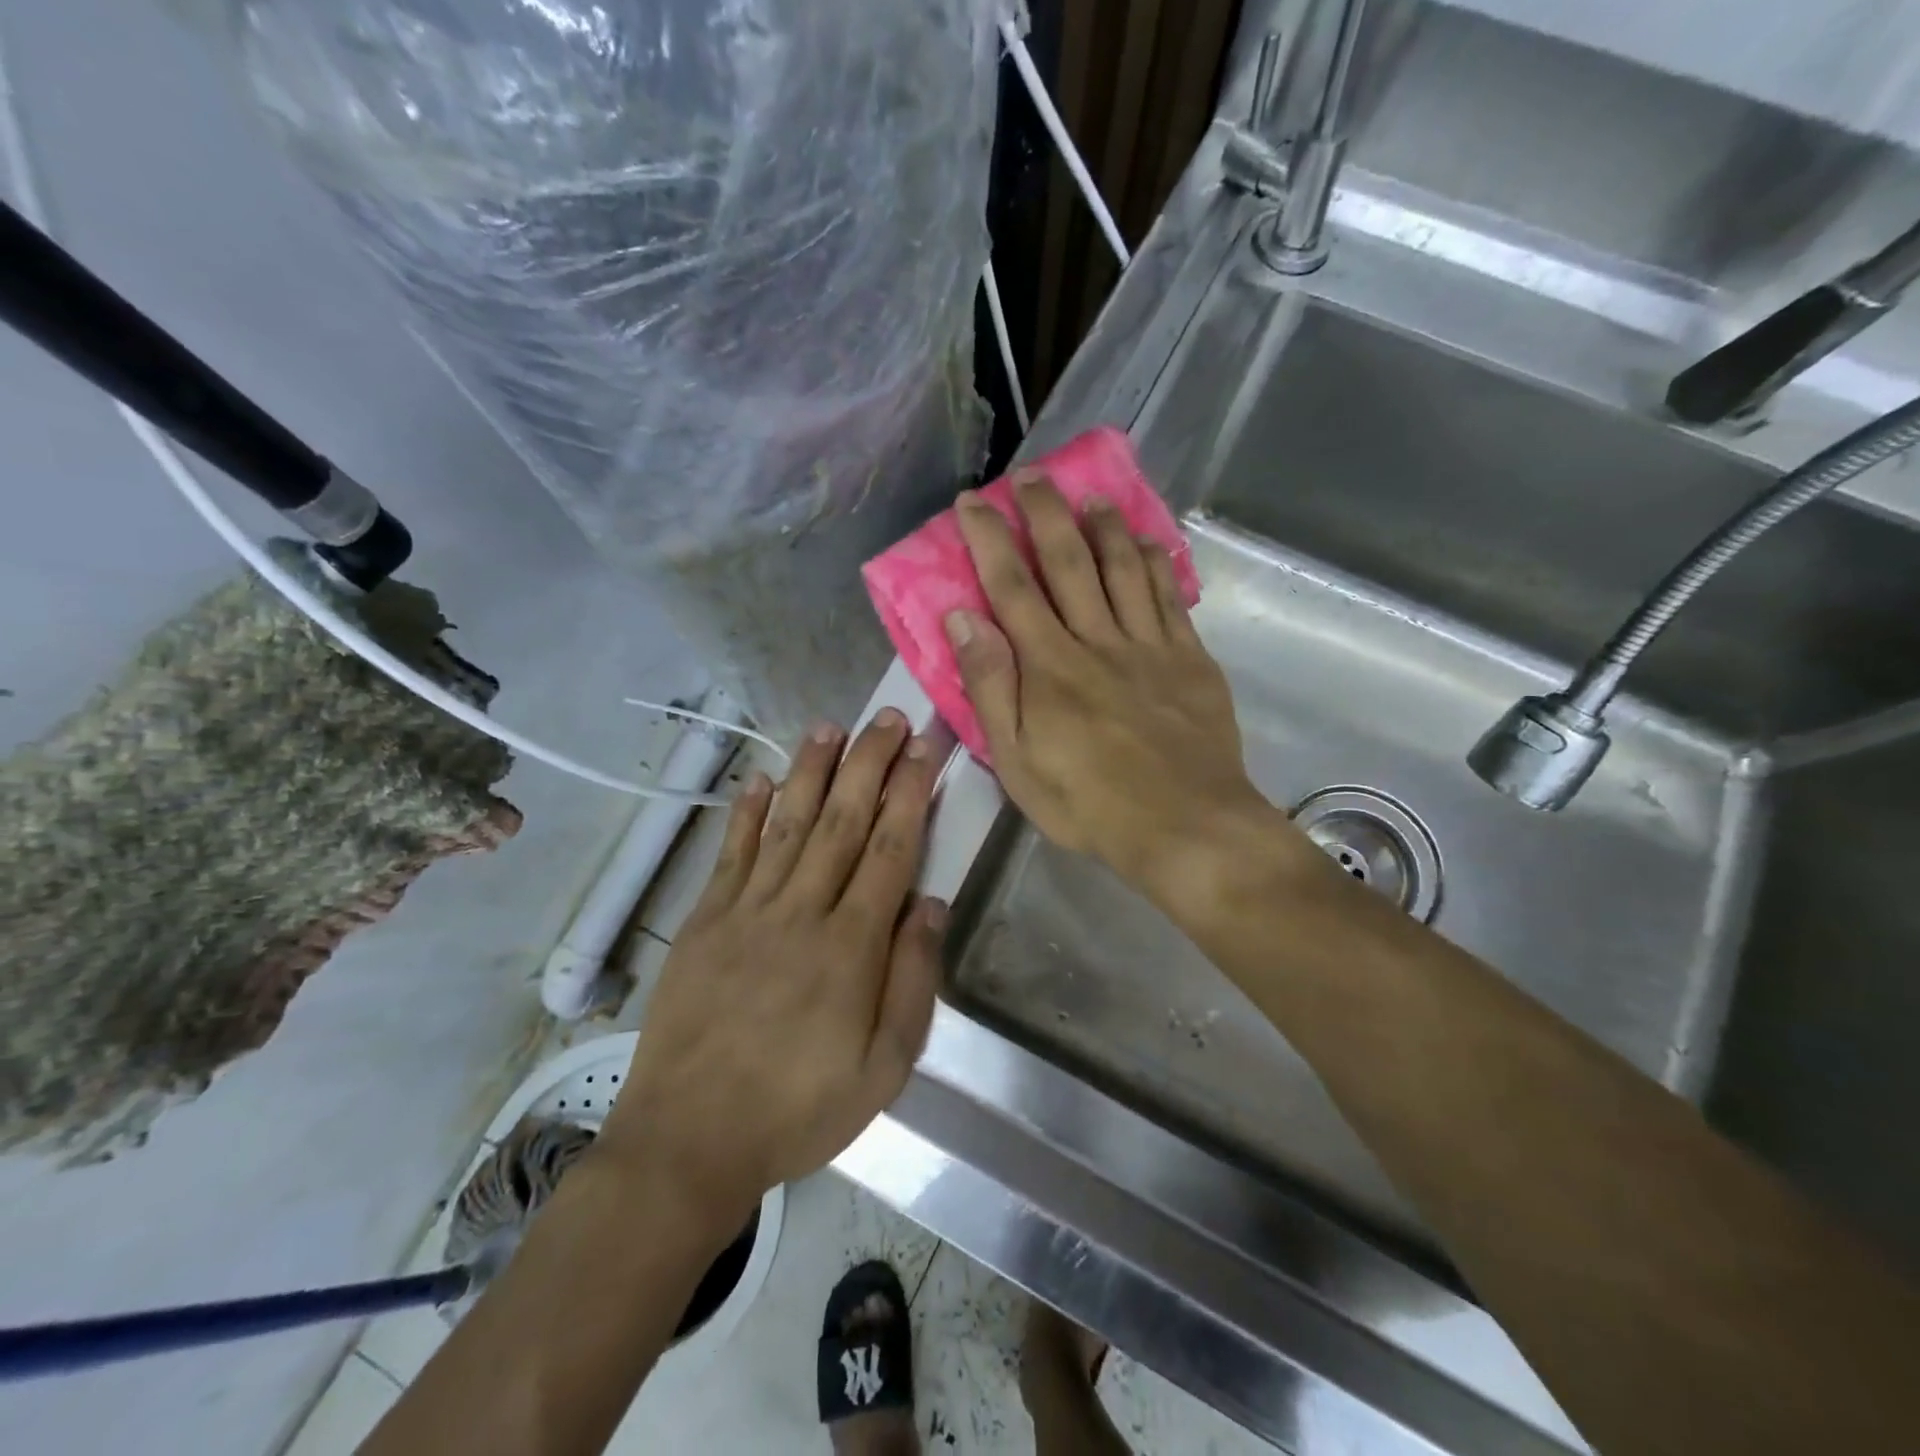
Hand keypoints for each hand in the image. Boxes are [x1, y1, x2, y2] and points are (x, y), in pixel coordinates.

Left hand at [599, 710, 944, 1223]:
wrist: (688, 1142)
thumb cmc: (799, 1110)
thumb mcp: (883, 1068)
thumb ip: (912, 981)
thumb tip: (931, 904)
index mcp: (850, 947)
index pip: (888, 850)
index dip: (909, 795)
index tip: (924, 751)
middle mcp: (800, 913)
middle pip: (841, 821)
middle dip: (869, 764)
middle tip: (888, 718)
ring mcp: (745, 912)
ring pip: (787, 824)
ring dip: (810, 771)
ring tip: (831, 726)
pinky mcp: (704, 922)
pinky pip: (730, 855)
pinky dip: (746, 813)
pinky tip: (760, 777)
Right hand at [947, 474, 1289, 909]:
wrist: (1187, 826)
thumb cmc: (1089, 804)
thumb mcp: (1017, 761)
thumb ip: (990, 687)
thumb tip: (962, 620)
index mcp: (1050, 667)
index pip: (1012, 587)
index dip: (990, 540)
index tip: (972, 504)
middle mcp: (1097, 641)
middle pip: (1069, 562)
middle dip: (1045, 513)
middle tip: (1029, 476)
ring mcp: (1149, 646)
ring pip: (1123, 568)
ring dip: (1103, 526)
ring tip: (1089, 495)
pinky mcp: (1190, 659)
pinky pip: (1170, 598)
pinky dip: (1157, 563)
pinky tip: (1148, 541)